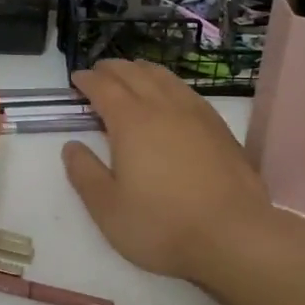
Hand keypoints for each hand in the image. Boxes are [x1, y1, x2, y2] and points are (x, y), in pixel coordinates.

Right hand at [61, 60, 276, 280]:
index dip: (87, 80)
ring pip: (163, 77)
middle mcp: (162, 106)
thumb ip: (85, 174)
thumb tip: (71, 146)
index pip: (104, 87)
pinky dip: (168, 83)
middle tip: (99, 72)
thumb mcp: (108, 209)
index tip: (76, 79)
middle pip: (133, 74)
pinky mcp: (219, 126)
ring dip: (141, 70)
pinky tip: (170, 95)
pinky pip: (186, 90)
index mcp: (131, 121)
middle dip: (112, 69)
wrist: (233, 235)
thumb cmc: (162, 225)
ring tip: (132, 73)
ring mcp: (195, 113)